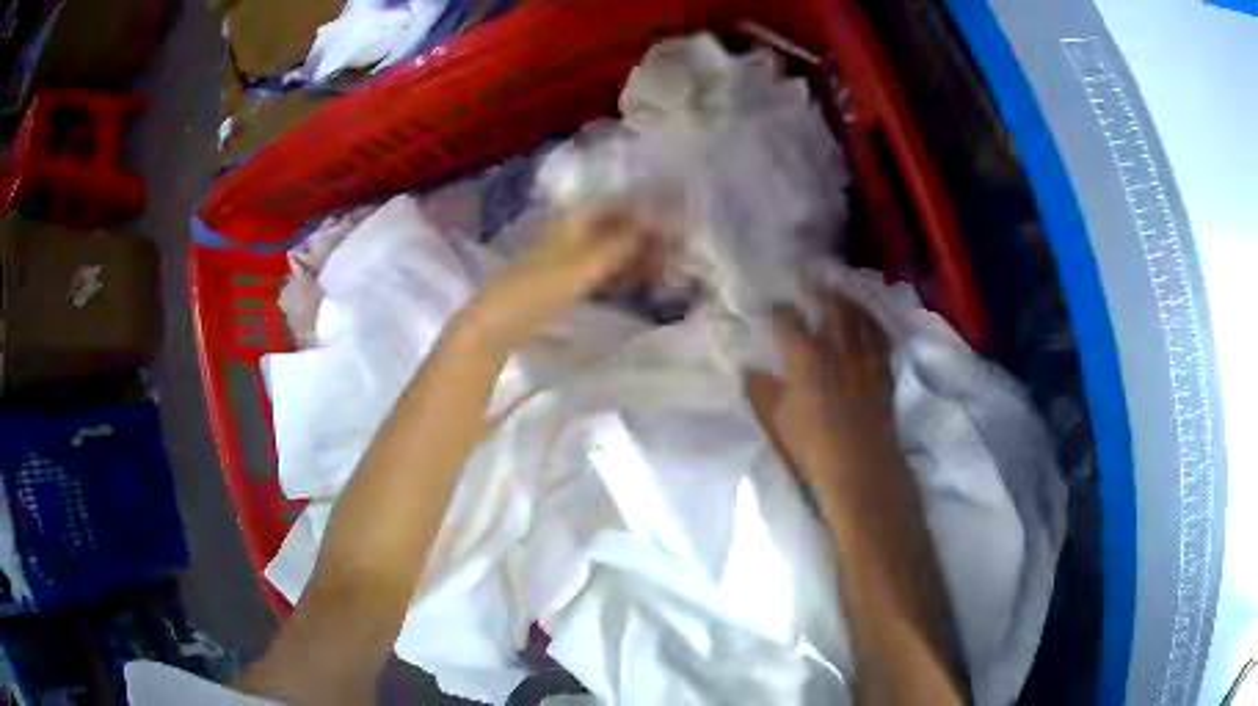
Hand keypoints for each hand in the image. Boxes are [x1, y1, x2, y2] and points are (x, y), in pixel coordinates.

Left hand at [460, 205, 656, 350]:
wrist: (496, 323)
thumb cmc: (537, 289)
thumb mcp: (584, 266)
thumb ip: (622, 243)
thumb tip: (658, 221)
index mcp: (572, 221)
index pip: (616, 204)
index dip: (645, 209)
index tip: (673, 223)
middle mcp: (570, 233)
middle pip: (614, 227)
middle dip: (644, 236)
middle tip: (674, 253)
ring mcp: (565, 257)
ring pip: (608, 249)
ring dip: (635, 256)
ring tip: (663, 271)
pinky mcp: (561, 281)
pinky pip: (599, 270)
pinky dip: (620, 274)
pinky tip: (636, 285)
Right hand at [747, 295, 895, 489]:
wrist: (859, 464)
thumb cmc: (810, 443)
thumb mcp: (772, 418)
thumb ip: (760, 389)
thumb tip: (752, 370)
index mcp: (805, 355)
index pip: (788, 319)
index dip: (779, 310)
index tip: (774, 309)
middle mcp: (837, 347)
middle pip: (832, 306)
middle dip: (822, 294)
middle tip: (815, 289)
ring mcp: (865, 357)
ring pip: (861, 318)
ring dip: (850, 305)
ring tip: (843, 300)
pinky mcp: (884, 373)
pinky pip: (881, 340)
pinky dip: (874, 328)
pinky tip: (870, 329)